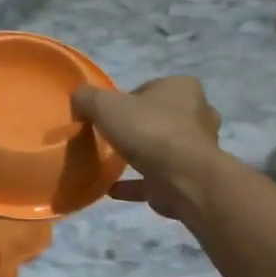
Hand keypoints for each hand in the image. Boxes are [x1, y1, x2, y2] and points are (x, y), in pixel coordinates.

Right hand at [71, 76, 221, 221]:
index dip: (127, 100)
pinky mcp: (189, 177)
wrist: (182, 177)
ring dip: (140, 155)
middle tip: (112, 137)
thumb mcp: (106, 105)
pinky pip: (157, 178)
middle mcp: (197, 114)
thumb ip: (88, 98)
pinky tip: (113, 188)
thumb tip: (78, 96)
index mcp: (182, 88)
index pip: (151, 88)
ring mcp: (197, 149)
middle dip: (138, 127)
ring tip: (112, 163)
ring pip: (162, 148)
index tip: (109, 115)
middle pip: (160, 117)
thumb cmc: (148, 130)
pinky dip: (136, 183)